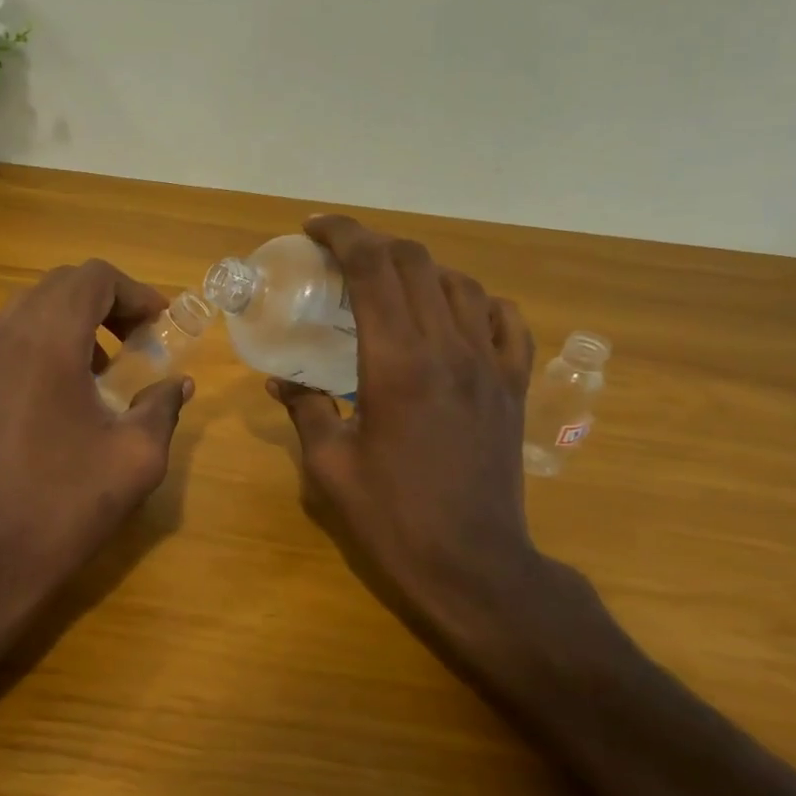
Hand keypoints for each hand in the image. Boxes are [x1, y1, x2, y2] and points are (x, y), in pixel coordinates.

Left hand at [0, 259, 192, 641]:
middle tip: (137, 342)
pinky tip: (54, 390)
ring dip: (71, 322)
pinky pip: (3, 339)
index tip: (159, 325)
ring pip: (28, 309)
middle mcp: (2, 334)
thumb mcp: (136, 457)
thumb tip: (177, 383)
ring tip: (100, 369)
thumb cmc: (66, 506)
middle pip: (59, 286)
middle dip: (106, 304)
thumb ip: (161, 406)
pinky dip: (37, 343)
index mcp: (46, 341)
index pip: (93, 277)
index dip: (134, 292)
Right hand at [270, 215, 606, 664]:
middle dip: (374, 244)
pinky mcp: (513, 386)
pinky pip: (505, 320)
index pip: (373, 269)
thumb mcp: (330, 465)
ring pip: (460, 284)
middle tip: (340, 258)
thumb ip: (306, 410)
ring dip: (419, 270)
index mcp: (397, 362)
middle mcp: (449, 348)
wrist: (474, 566)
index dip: (343, 235)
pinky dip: (474, 301)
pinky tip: (454, 314)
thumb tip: (282, 381)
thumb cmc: (392, 518)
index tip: (314, 229)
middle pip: (416, 263)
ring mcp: (490, 364)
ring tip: (388, 286)